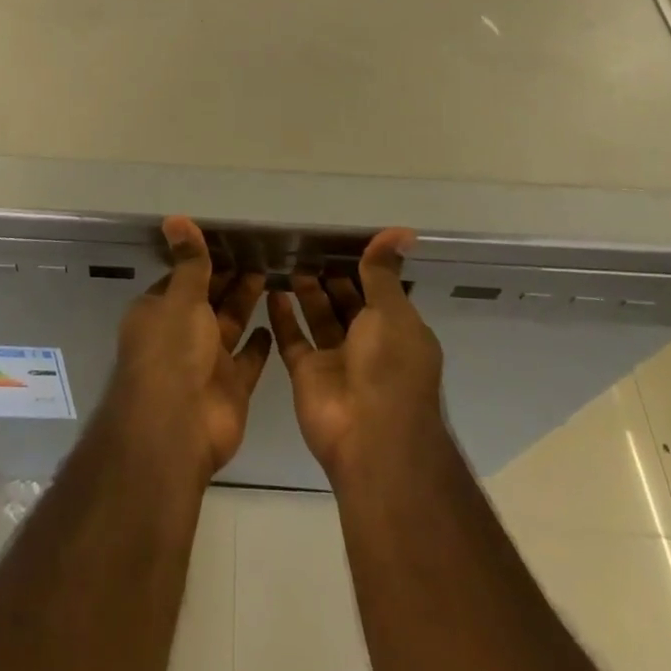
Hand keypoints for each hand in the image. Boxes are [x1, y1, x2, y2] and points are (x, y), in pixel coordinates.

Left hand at [106, 216, 272, 479]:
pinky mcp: (231, 388)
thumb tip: (174, 217)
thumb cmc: (172, 352)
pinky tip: (274, 322)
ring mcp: (206, 363)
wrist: (177, 428)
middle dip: (228, 279)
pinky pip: (248, 360)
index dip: (201, 262)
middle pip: (208, 300)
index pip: (181, 279)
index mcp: (159, 313)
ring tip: (270, 273)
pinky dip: (259, 343)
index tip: (228, 241)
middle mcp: (180, 336)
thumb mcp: (181, 297)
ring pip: (229, 325)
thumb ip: (189, 261)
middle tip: (258, 251)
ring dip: (245, 302)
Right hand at [269, 228, 444, 480]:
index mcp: (397, 332)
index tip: (341, 241)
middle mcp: (369, 345)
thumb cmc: (390, 368)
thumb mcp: (391, 312)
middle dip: (332, 278)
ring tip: (289, 261)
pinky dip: (282, 316)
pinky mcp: (307, 374)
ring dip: (307, 292)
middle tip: (308, 246)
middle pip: (347, 304)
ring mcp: (336, 361)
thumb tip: (400, 231)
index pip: (379, 292)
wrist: (371, 439)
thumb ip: (383, 273)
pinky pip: (293, 339)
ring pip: (319, 318)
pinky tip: (270, 290)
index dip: (363, 269)